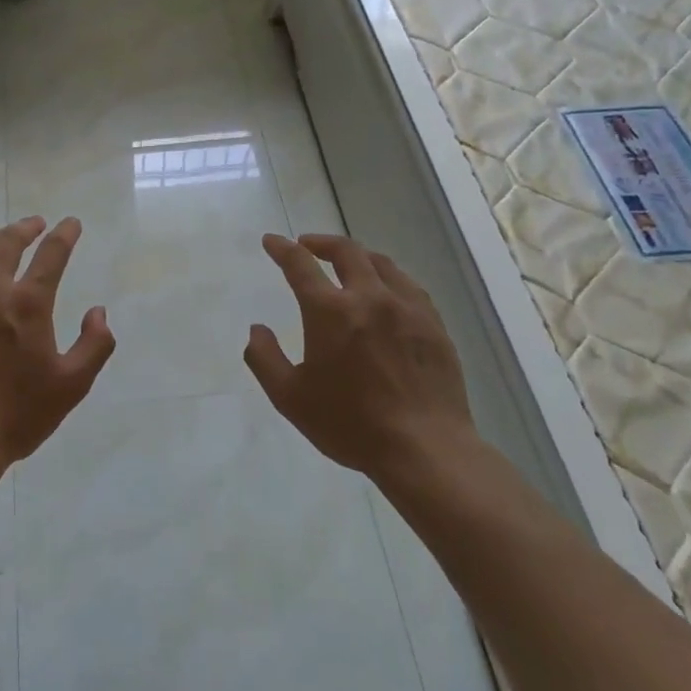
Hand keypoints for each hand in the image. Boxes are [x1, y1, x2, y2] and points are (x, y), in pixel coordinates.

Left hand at [0, 216, 115, 473]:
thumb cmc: (14, 416)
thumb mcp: (71, 386)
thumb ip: (94, 345)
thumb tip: (98, 311)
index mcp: (27, 303)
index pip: (51, 254)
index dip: (64, 234)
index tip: (71, 224)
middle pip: (7, 242)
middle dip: (26, 228)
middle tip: (34, 225)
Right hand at [244, 233, 477, 477]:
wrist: (424, 449)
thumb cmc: (350, 424)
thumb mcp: (290, 398)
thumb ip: (265, 359)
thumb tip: (257, 329)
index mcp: (330, 312)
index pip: (300, 264)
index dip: (282, 249)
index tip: (271, 241)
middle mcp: (369, 298)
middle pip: (346, 251)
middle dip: (321, 242)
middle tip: (307, 245)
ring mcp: (407, 309)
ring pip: (381, 263)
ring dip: (356, 256)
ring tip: (346, 263)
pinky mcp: (433, 325)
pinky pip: (408, 285)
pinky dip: (388, 277)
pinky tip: (386, 290)